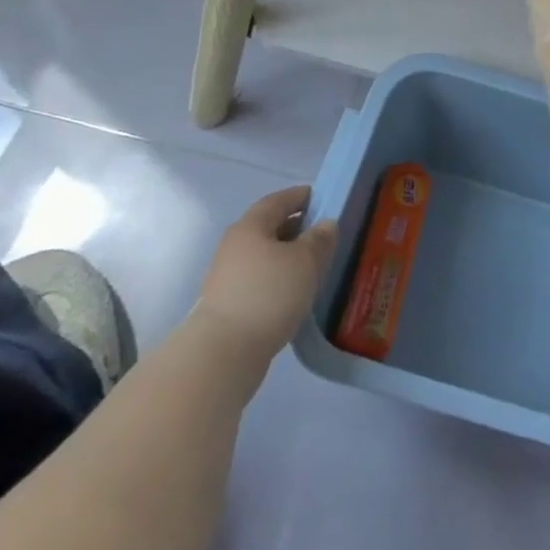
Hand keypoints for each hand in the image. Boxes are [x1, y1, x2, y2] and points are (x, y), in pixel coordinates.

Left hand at [189, 186, 336, 363]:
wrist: (223, 353)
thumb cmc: (269, 294)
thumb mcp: (306, 261)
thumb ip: (320, 238)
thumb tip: (326, 224)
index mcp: (250, 226)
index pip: (278, 200)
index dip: (301, 196)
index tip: (323, 198)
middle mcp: (235, 245)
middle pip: (269, 227)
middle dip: (296, 227)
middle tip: (324, 233)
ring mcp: (228, 276)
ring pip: (264, 256)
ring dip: (288, 256)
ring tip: (314, 265)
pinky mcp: (229, 304)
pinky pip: (260, 279)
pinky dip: (279, 278)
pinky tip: (296, 291)